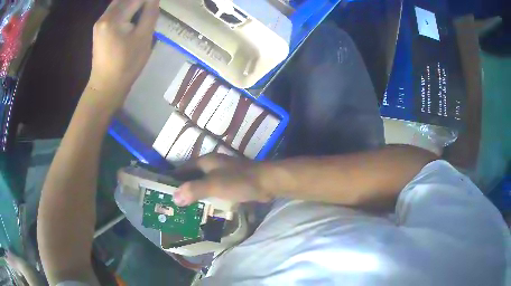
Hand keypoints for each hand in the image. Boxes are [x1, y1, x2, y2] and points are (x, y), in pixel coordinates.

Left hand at [87, 0, 159, 109]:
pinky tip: (134, 15)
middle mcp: (104, 16)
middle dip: (139, 1)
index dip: (148, 0)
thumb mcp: (143, 38)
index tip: (155, 4)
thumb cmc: (126, 65)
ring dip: (133, 3)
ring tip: (144, 10)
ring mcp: (99, 23)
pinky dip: (126, 8)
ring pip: (119, 3)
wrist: (106, 87)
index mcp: (113, 18)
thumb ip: (150, 13)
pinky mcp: (99, 28)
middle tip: (150, 7)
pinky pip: (114, 11)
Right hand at [172, 154, 272, 205]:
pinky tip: (204, 207)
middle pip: (192, 176)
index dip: (173, 178)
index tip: (163, 190)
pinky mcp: (231, 183)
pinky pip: (214, 190)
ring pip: (203, 183)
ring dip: (195, 193)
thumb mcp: (214, 184)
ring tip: (185, 208)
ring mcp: (223, 174)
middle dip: (183, 188)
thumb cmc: (239, 181)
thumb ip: (194, 189)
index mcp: (206, 161)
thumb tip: (174, 197)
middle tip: (173, 203)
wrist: (267, 182)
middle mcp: (212, 165)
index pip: (183, 169)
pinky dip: (208, 197)